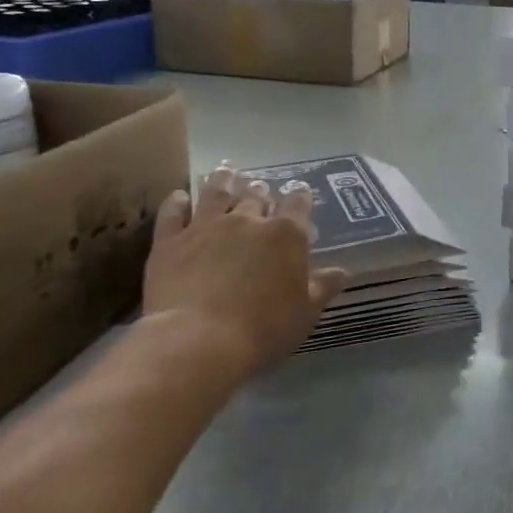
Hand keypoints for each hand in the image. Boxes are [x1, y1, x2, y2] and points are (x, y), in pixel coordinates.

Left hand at [140, 166, 345, 381]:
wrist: (198, 341)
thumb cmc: (263, 330)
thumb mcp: (305, 313)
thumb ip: (322, 288)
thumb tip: (342, 271)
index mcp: (286, 235)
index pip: (298, 205)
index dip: (300, 197)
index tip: (300, 193)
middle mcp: (247, 220)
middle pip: (256, 196)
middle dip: (260, 192)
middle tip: (259, 189)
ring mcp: (206, 226)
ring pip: (216, 192)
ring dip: (223, 180)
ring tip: (226, 171)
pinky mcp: (170, 240)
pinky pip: (173, 212)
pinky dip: (177, 202)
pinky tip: (179, 197)